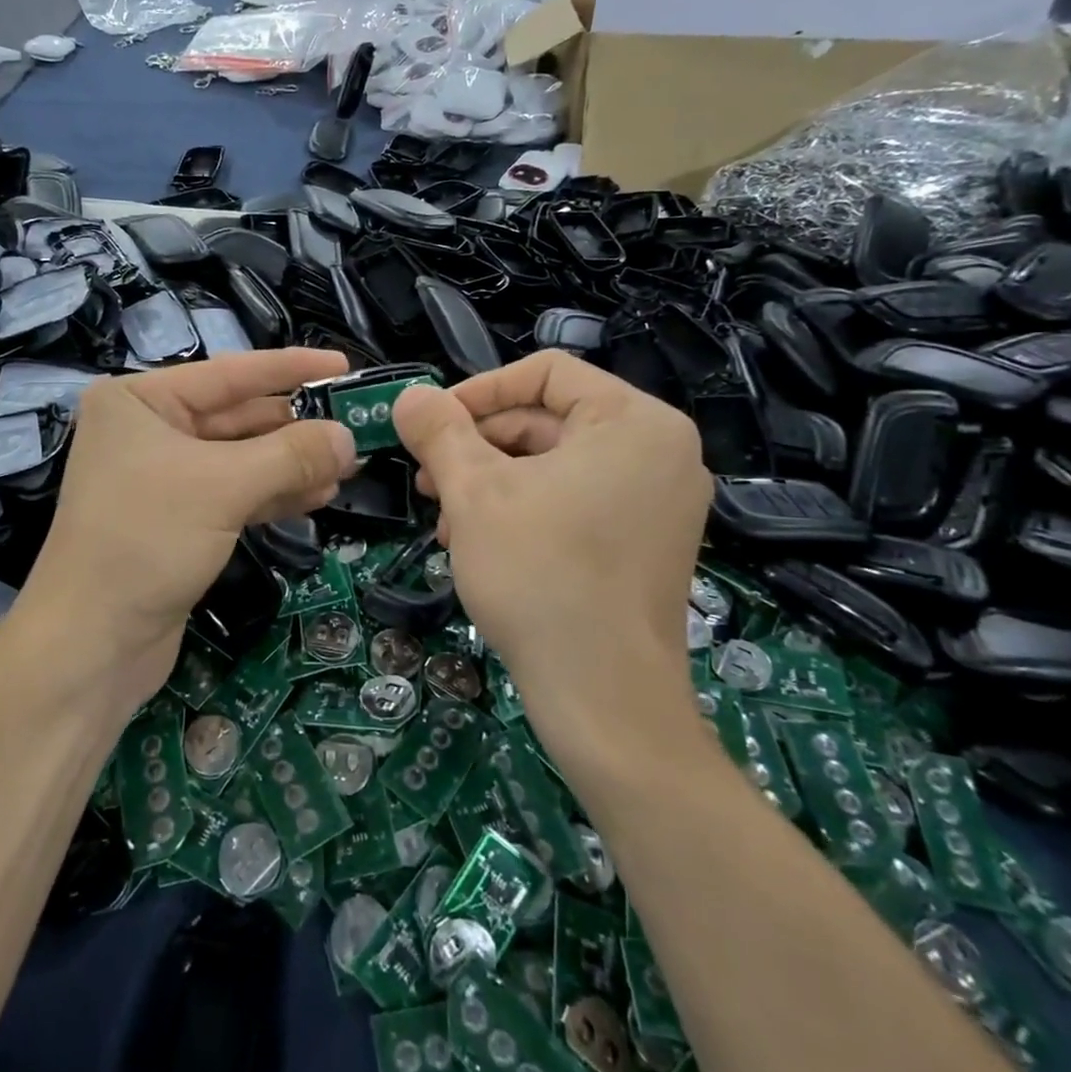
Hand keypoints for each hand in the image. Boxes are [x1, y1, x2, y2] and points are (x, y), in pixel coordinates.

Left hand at [22, 349, 357, 709]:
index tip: (343, 365)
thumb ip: (291, 455)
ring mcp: (162, 476)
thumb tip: (349, 436)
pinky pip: (235, 493)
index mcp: (140, 400)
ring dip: (292, 463)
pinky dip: (274, 493)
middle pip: (237, 416)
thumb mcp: (223, 488)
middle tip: (356, 428)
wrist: (91, 644)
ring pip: (241, 458)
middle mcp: (148, 429)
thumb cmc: (146, 542)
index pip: (229, 373)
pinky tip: (318, 495)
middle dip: (296, 426)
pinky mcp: (178, 519)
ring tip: (348, 466)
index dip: (290, 368)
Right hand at [392, 351, 710, 739]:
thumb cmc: (540, 574)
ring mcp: (659, 501)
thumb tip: (409, 395)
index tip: (431, 425)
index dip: (478, 391)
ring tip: (446, 521)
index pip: (545, 372)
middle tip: (428, 481)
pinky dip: (523, 510)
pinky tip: (478, 543)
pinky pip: (576, 499)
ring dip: (491, 482)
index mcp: (634, 421)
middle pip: (547, 419)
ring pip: (554, 464)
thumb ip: (438, 431)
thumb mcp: (474, 491)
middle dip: (478, 447)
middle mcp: (660, 451)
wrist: (604, 699)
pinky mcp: (647, 542)